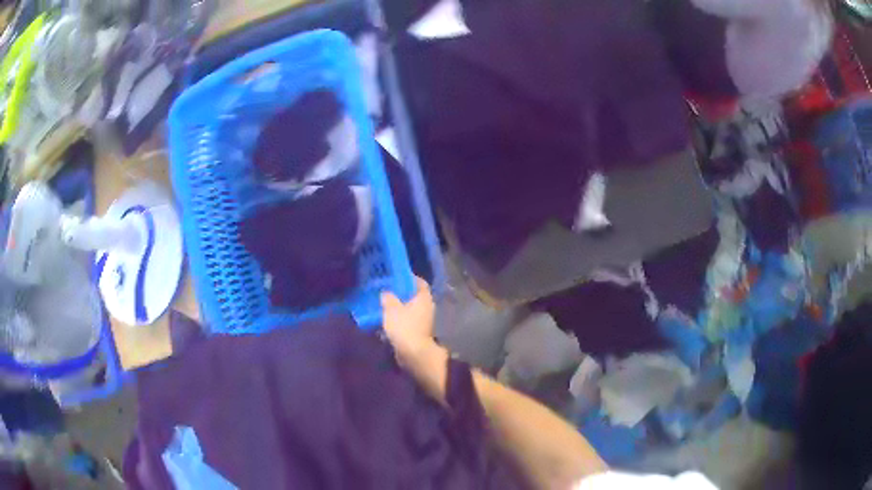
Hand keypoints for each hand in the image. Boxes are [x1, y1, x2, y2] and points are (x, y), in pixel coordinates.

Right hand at [381, 277, 436, 368]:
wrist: (413, 353)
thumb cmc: (404, 326)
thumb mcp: (391, 308)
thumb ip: (388, 297)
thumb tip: (386, 292)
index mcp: (424, 297)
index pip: (419, 282)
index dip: (408, 278)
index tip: (396, 276)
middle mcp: (427, 306)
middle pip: (415, 295)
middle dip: (402, 293)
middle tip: (387, 290)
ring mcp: (424, 320)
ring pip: (411, 308)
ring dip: (400, 306)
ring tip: (385, 304)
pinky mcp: (419, 331)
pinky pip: (409, 319)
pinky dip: (400, 318)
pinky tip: (389, 318)